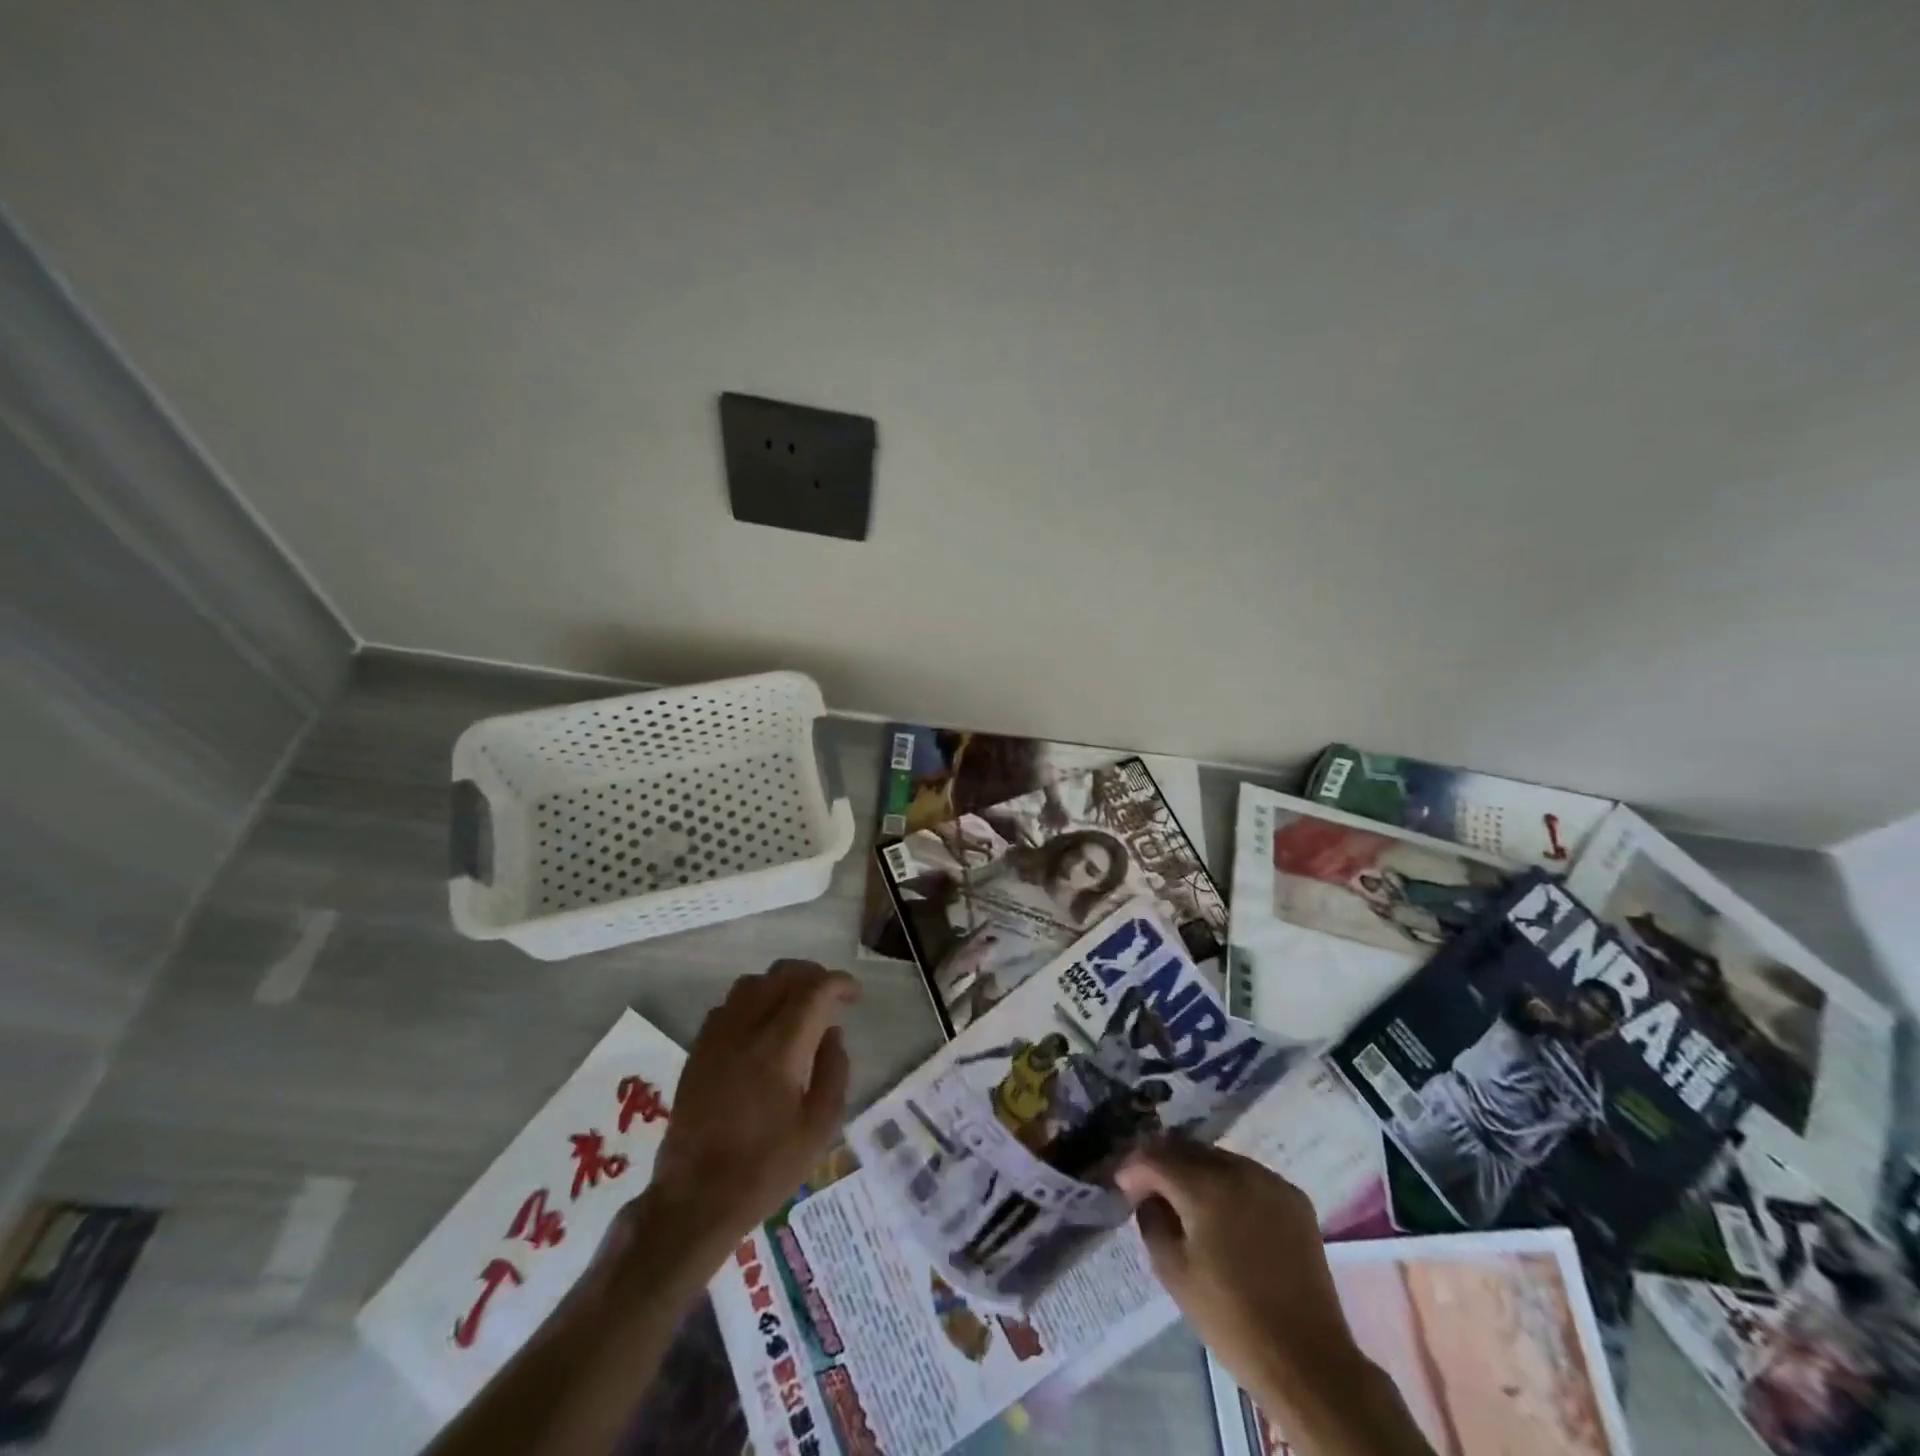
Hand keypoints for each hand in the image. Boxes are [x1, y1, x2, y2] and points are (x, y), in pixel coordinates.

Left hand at [646, 960, 859, 1251]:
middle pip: (783, 975)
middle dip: (814, 976)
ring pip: (753, 983)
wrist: (694, 1201)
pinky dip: (753, 1001)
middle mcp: (746, 1029)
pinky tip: (761, 1027)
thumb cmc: (764, 1169)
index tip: (856, 997)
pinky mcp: (697, 1051)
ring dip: (781, 984)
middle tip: (832, 997)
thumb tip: (833, 1034)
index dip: (840, 984)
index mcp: (780, 1047)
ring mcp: (716, 1037)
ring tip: (798, 1006)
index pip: (815, 990)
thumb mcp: (818, 1129)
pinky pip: (728, 1005)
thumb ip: (833, 1073)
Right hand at [1114, 1139, 1352, 1398]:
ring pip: (1218, 1158)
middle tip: (1148, 1187)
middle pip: (1187, 1148)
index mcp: (1205, 1186)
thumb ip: (1151, 1219)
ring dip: (1195, 1170)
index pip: (1155, 1157)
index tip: (1122, 1185)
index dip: (1133, 1168)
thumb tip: (1148, 1195)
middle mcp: (1238, 1170)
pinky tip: (1224, 1211)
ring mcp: (1270, 1180)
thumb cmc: (1230, 1319)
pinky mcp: (1294, 1197)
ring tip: (1185, 1198)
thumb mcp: (1172, 1271)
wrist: (1307, 1360)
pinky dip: (1228, 1184)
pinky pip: (1248, 1176)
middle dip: (1162, 1162)